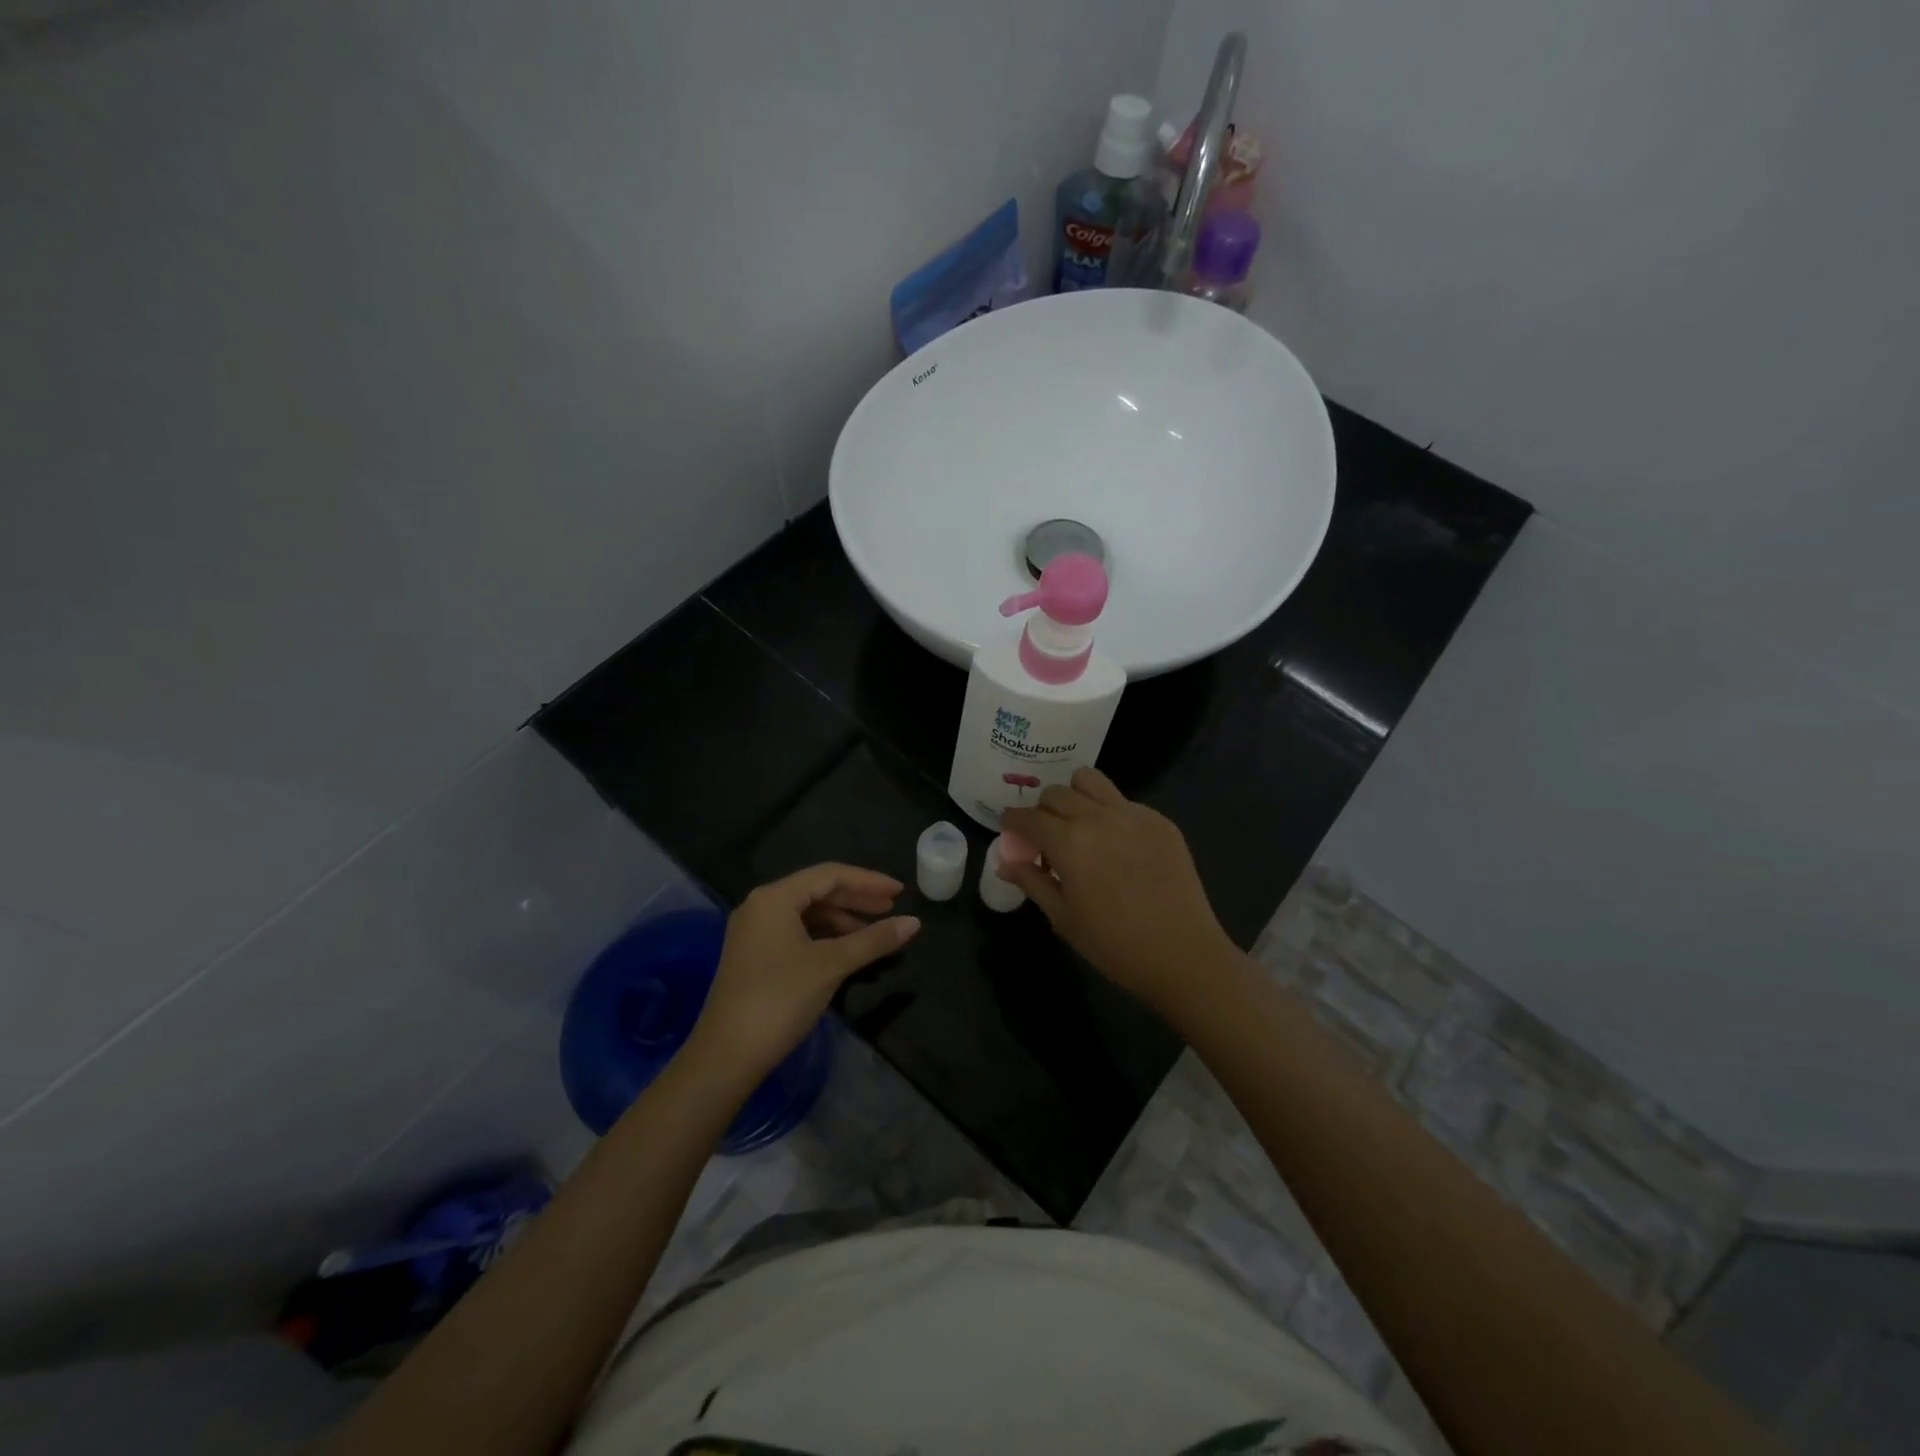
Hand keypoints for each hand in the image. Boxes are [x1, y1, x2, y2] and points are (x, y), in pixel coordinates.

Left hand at [689, 864, 919, 1078]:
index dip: (868, 881)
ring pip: (808, 913)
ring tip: (876, 932)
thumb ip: (873, 940)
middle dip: (857, 899)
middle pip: (818, 891)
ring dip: (843, 919)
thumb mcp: (831, 965)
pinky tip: (848, 950)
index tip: (900, 892)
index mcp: (774, 898)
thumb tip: (914, 922)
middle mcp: (761, 906)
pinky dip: (825, 937)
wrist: (725, 1056)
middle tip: (893, 908)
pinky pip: (797, 932)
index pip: (829, 875)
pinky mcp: (755, 956)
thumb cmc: (779, 999)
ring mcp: (755, 932)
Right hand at [1001, 768, 1234, 1014]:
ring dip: (1074, 796)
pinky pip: (1123, 801)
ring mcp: (1132, 814)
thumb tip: (1005, 861)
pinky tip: (1117, 846)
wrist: (1182, 954)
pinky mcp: (1160, 821)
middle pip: (1056, 793)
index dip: (1012, 822)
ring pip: (1090, 781)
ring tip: (1078, 826)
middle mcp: (1098, 817)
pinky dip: (1109, 813)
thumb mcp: (1063, 917)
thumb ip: (1031, 882)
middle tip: (1046, 838)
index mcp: (1068, 842)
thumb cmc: (1114, 944)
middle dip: (1042, 811)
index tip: (1011, 833)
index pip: (1027, 816)